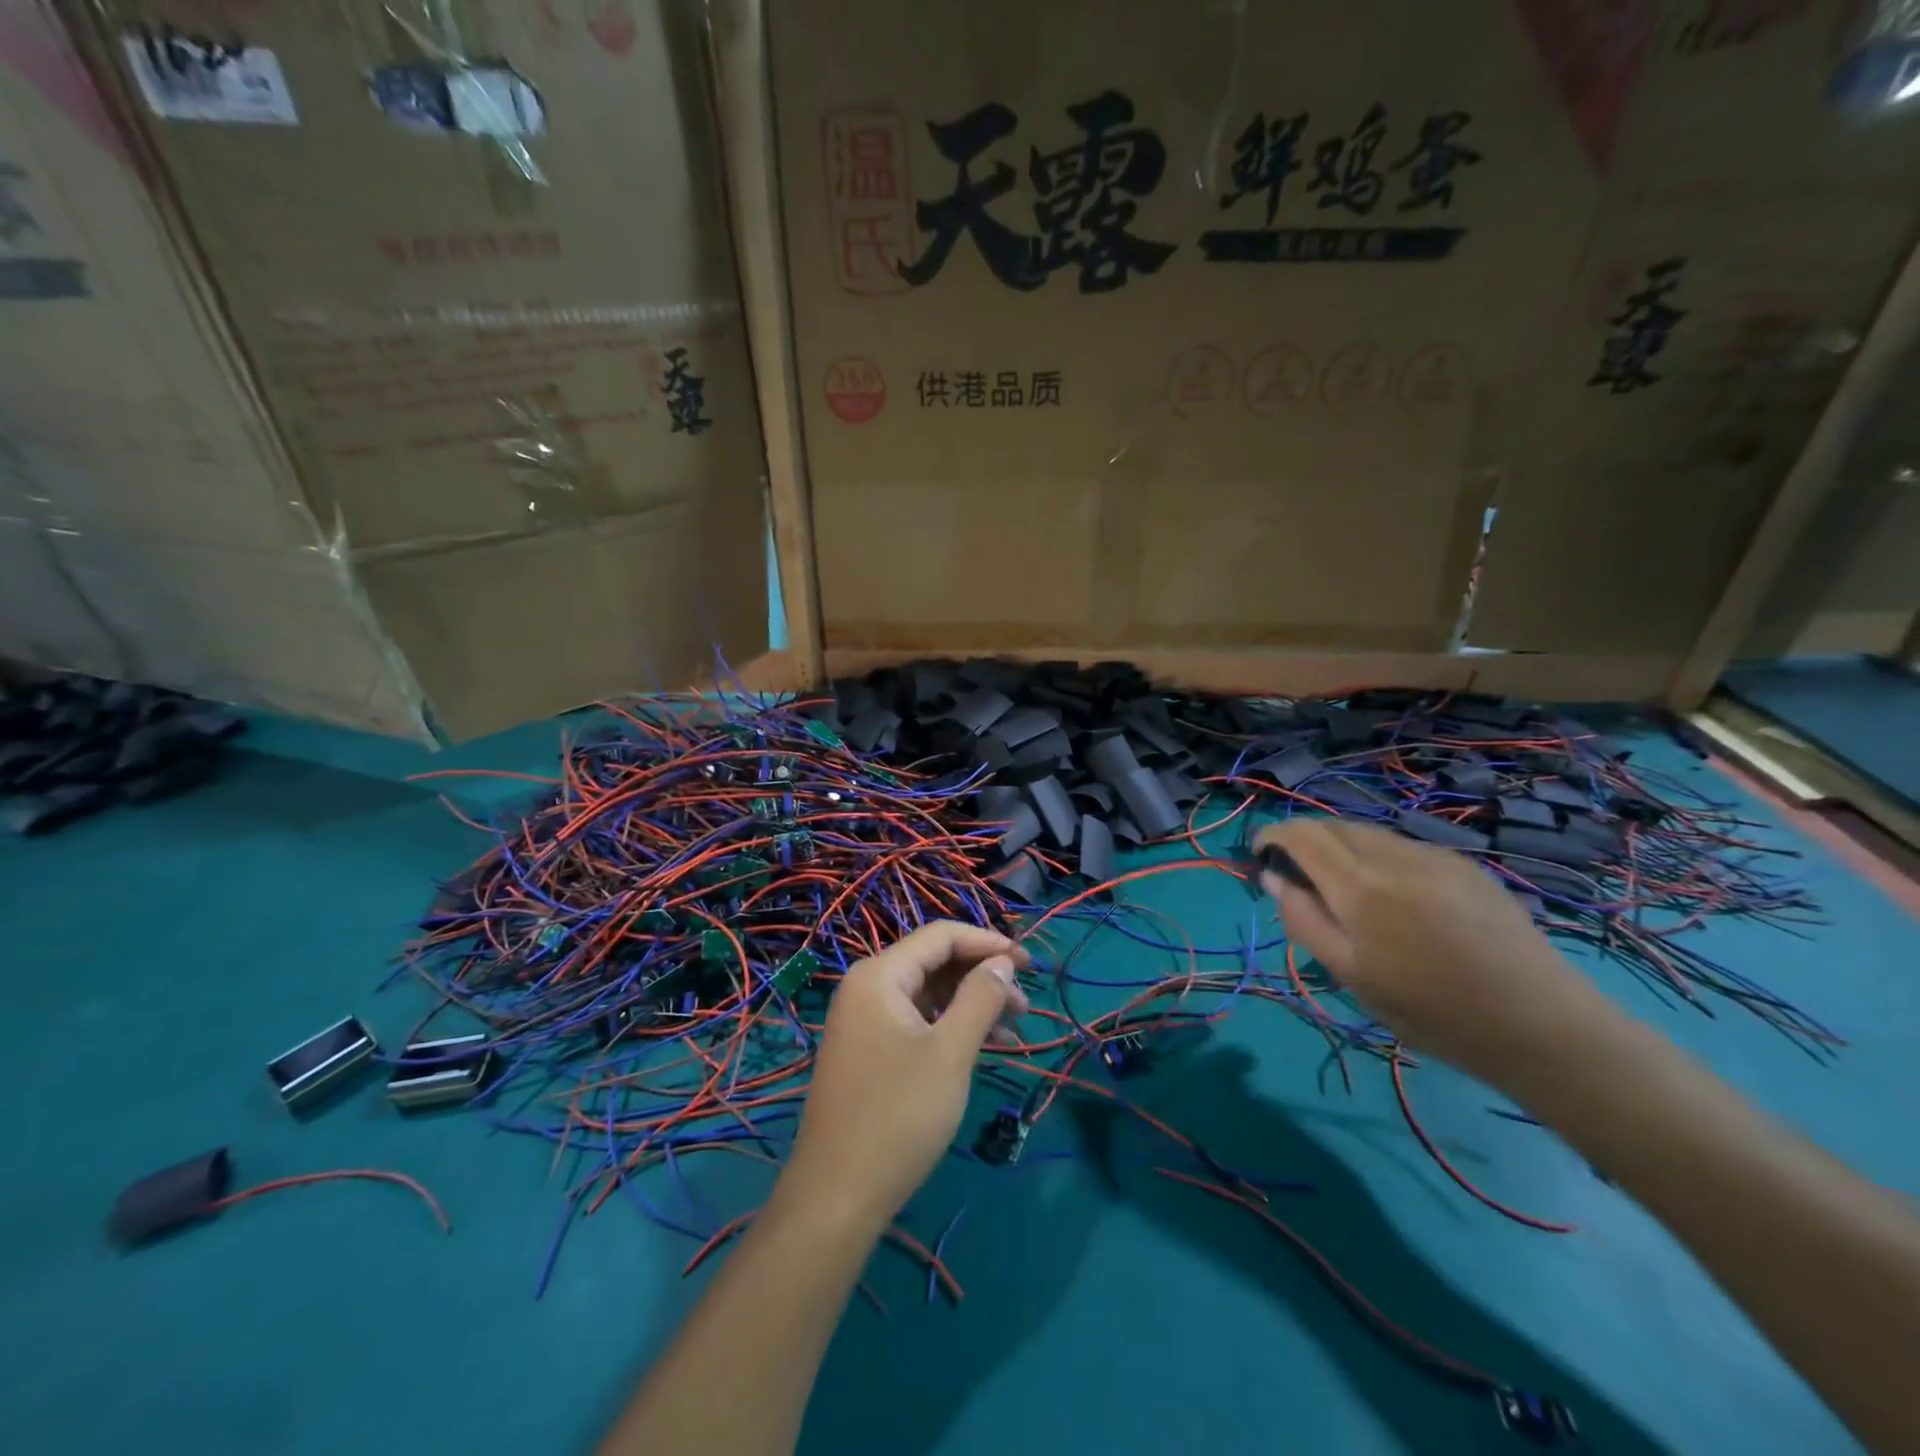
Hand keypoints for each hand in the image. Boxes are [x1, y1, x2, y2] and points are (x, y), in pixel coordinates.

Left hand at [778, 922, 1029, 1231]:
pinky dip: (950, 1027)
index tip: (1028, 963)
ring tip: (1013, 1030)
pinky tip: (983, 1047)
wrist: (837, 1196)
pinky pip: (916, 1021)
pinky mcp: (868, 1050)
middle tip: (1025, 1005)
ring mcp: (864, 1020)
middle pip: (934, 962)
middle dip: (982, 977)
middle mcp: (867, 987)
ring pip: (928, 994)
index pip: (941, 936)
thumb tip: (1002, 963)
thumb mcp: (950, 1053)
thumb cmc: (898, 1116)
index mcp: (879, 975)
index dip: (988, 943)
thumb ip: (980, 998)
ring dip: (971, 1004)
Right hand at [1255, 819, 1612, 1087]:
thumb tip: (1275, 879)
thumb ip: (1305, 921)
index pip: (1301, 835)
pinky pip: (1404, 846)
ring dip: (1341, 846)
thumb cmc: (1433, 1011)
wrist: (1542, 1026)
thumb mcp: (1352, 976)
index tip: (1260, 856)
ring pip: (1369, 833)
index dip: (1273, 836)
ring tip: (1342, 887)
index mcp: (1360, 887)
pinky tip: (1393, 895)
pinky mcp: (1466, 866)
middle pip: (1333, 826)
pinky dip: (1378, 856)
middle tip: (1296, 876)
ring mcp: (1435, 856)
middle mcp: (1394, 857)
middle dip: (1304, 840)